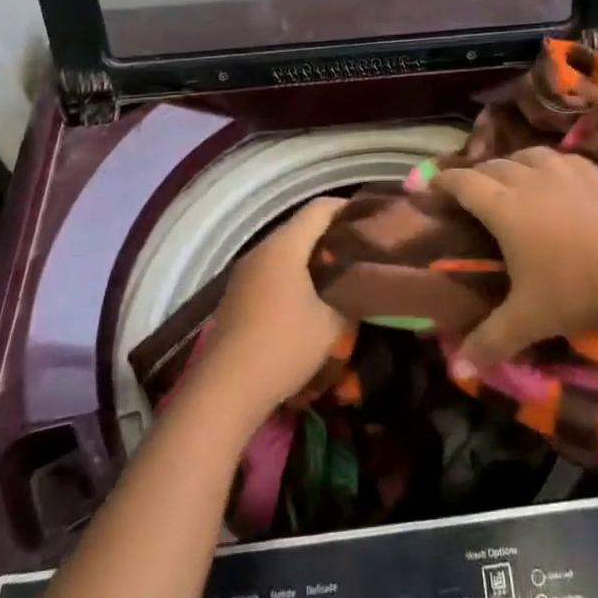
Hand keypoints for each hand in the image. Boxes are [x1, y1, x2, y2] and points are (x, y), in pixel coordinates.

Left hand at [195, 197, 350, 422]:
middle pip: (301, 227)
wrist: (225, 390)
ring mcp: (244, 273)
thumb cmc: (284, 346)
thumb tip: (362, 287)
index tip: (372, 222)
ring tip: (340, 275)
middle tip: (361, 251)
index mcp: (284, 245)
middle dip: (332, 235)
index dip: (348, 209)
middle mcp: (261, 250)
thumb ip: (351, 297)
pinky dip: (293, 275)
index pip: (320, 208)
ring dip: (311, 258)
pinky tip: (309, 298)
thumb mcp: (332, 324)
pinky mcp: (236, 296)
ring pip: (284, 251)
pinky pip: (271, 271)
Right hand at [437, 146, 597, 375]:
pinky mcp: (596, 175)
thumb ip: (489, 342)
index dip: (443, 182)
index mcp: (505, 208)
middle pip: (493, 165)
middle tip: (468, 191)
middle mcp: (530, 181)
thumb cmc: (577, 292)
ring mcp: (566, 173)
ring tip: (509, 177)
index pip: (464, 183)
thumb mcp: (528, 320)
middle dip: (475, 174)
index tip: (430, 186)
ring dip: (511, 163)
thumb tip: (457, 370)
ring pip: (528, 154)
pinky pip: (563, 157)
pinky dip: (549, 162)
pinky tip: (555, 174)